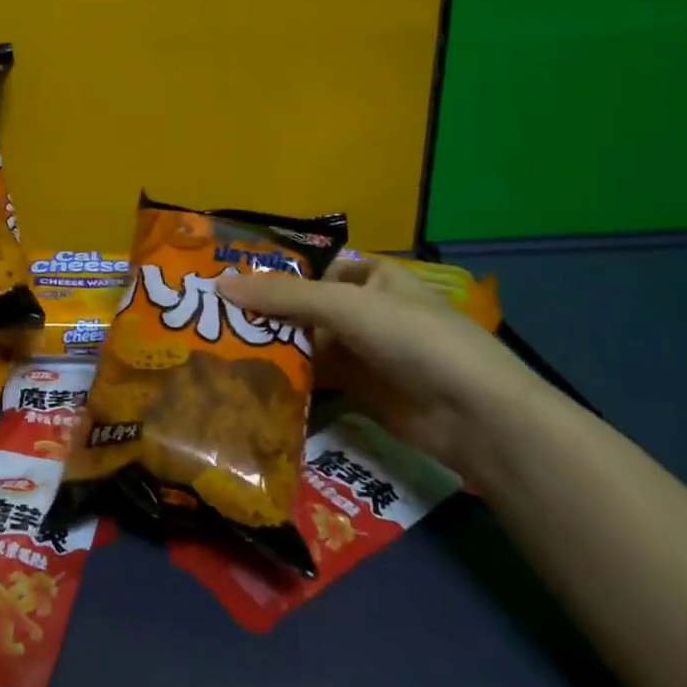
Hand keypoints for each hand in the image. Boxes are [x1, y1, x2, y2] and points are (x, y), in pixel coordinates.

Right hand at [216, 258, 551, 489]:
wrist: (473, 414)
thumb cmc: (411, 338)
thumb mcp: (343, 306)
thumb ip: (282, 296)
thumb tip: (219, 285)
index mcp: (370, 278)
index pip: (312, 271)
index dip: (274, 276)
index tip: (228, 286)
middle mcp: (365, 311)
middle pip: (306, 309)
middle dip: (267, 316)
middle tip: (213, 322)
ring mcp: (364, 353)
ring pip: (308, 344)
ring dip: (274, 348)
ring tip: (220, 350)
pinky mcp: (360, 391)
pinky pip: (317, 378)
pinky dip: (289, 380)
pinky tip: (251, 382)